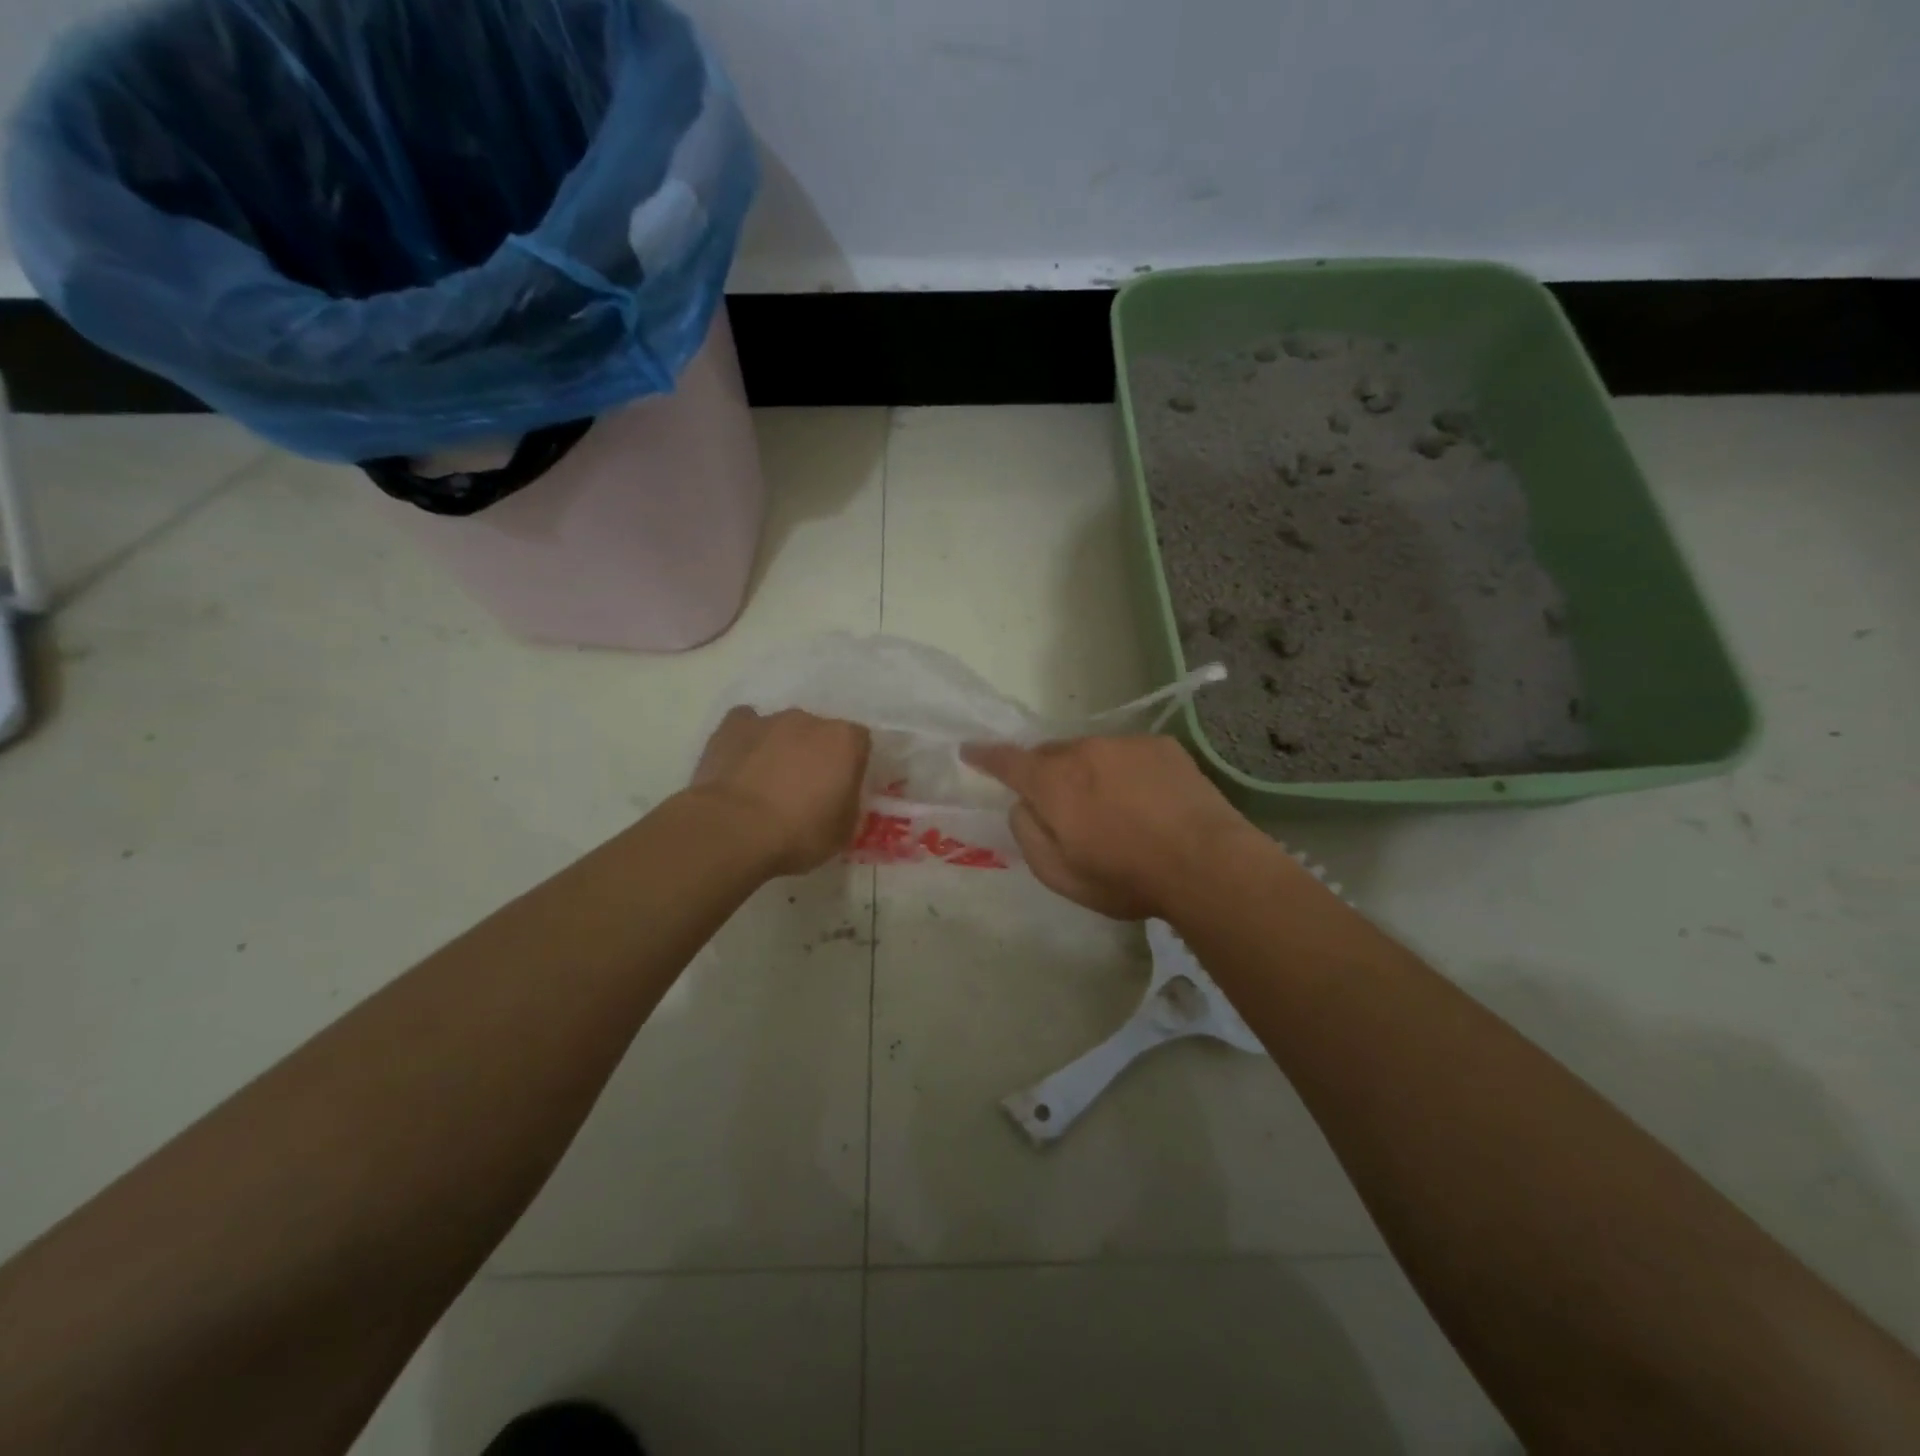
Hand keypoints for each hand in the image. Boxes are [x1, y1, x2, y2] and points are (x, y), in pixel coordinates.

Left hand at [692, 707, 871, 875]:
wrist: (734, 830)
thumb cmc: (798, 833)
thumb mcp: (843, 832)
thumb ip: (849, 804)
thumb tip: (842, 797)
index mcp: (844, 741)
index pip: (859, 743)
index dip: (852, 765)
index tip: (843, 789)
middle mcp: (810, 720)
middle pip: (820, 733)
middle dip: (816, 754)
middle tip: (806, 789)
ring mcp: (768, 719)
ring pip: (783, 729)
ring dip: (782, 748)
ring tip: (768, 784)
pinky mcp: (732, 726)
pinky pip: (747, 726)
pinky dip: (748, 742)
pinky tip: (742, 765)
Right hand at [962, 734, 1262, 919]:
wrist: (1206, 863)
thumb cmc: (1125, 877)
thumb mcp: (1059, 874)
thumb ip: (1028, 833)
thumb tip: (1023, 805)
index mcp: (1053, 782)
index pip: (1007, 761)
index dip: (985, 756)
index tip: (970, 750)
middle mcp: (1084, 751)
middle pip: (1051, 754)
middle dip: (1045, 773)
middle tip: (1058, 803)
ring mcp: (1125, 744)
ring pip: (1090, 752)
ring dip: (1087, 773)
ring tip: (1110, 806)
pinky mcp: (1161, 746)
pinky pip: (1127, 754)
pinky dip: (1123, 771)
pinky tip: (1145, 800)